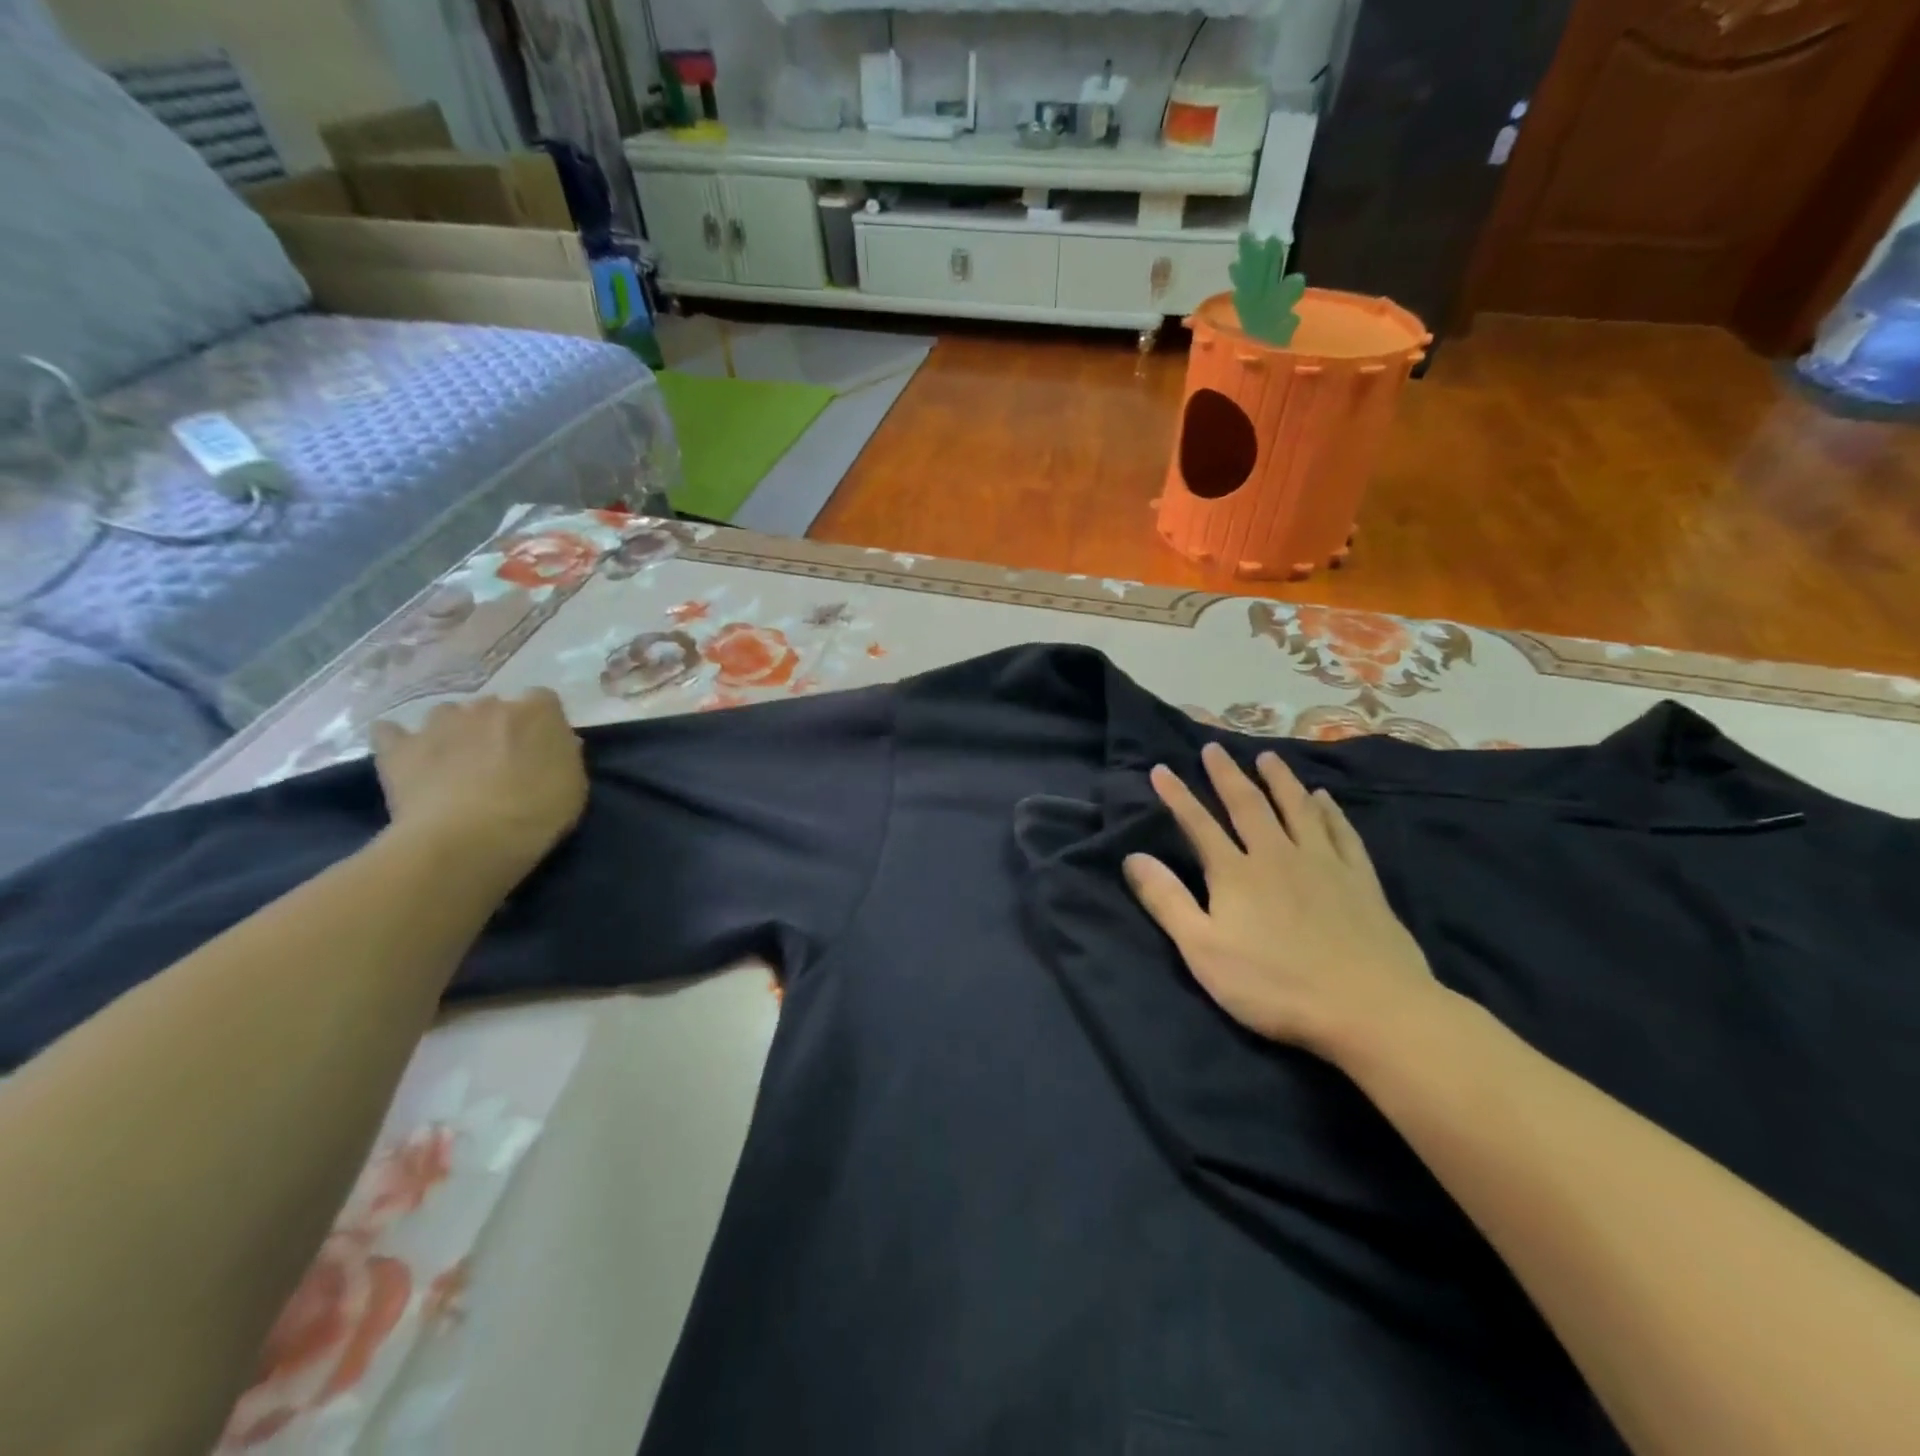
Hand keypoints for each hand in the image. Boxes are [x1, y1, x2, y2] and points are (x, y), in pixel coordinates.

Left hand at [370, 691, 587, 882]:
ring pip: (446, 714)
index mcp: (536, 712)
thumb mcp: (575, 786)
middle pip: (493, 706)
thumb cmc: (536, 813)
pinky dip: (398, 741)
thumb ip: (565, 755)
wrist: (467, 839)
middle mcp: (488, 706)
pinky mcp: (398, 747)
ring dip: (453, 732)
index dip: (542, 723)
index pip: (544, 700)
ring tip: (455, 762)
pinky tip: (406, 758)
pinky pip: (391, 732)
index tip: (543, 747)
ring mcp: (439, 723)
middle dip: (496, 727)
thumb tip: (559, 743)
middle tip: (500, 761)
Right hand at [1123, 742, 1441, 1060]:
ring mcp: (1322, 864)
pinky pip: (1341, 833)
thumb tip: (1133, 857)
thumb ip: (1167, 901)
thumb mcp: (1203, 950)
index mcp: (1235, 873)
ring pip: (1297, 808)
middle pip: (1248, 805)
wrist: (1369, 1007)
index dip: (1177, 796)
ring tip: (1267, 757)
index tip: (1161, 769)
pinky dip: (1330, 811)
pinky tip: (1325, 798)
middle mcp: (1277, 855)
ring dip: (1279, 780)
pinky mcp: (1360, 880)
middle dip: (1226, 775)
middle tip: (1214, 748)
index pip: (1198, 824)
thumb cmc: (1275, 985)